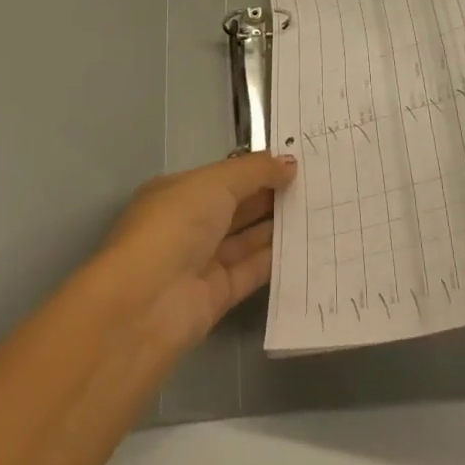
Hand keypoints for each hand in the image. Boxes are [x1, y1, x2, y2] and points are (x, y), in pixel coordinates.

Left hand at [93, 152, 297, 357]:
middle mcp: (188, 225)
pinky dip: (275, 260)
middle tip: (316, 184)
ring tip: (318, 210)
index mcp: (178, 193)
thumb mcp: (215, 183)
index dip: (256, 169)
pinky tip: (305, 245)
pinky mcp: (217, 296)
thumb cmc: (175, 225)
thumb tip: (289, 162)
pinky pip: (251, 271)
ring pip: (246, 239)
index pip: (223, 177)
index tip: (295, 161)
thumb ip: (255, 171)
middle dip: (271, 195)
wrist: (146, 303)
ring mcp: (202, 261)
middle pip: (237, 207)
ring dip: (277, 226)